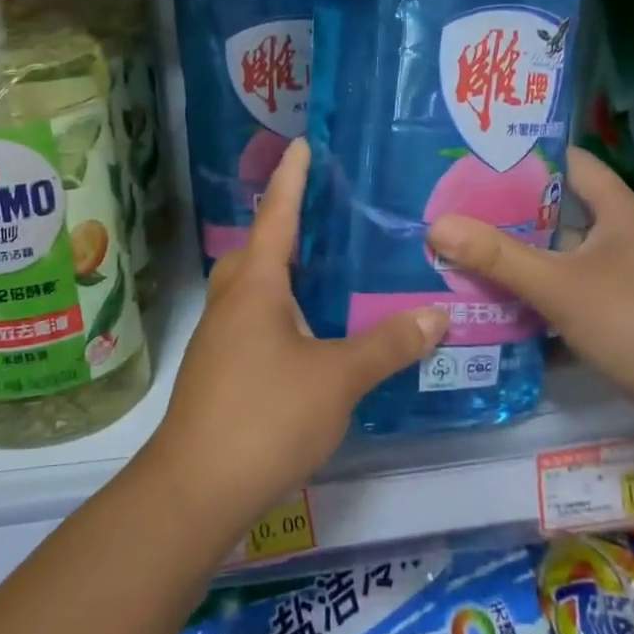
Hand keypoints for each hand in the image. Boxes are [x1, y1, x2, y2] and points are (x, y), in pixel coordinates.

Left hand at [144, 139, 446, 532]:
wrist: (195, 488)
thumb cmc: (265, 417)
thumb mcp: (337, 379)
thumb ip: (387, 345)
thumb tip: (437, 314)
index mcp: (255, 287)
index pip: (277, 217)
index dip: (292, 180)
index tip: (301, 144)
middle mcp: (230, 302)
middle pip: (256, 249)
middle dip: (282, 226)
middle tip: (321, 215)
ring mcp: (218, 338)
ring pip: (249, 288)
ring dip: (279, 271)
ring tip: (320, 271)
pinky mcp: (217, 371)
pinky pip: (250, 320)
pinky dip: (277, 311)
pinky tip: (305, 334)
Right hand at [426, 148, 633, 455]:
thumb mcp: (562, 287)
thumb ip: (498, 256)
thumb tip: (437, 224)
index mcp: (620, 212)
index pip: (571, 163)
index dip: (527, 156)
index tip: (476, 158)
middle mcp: (627, 238)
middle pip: (561, 212)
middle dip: (511, 213)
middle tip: (456, 211)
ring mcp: (632, 279)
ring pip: (566, 258)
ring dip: (524, 259)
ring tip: (466, 255)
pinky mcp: (630, 318)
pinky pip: (576, 295)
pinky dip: (543, 298)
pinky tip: (504, 308)